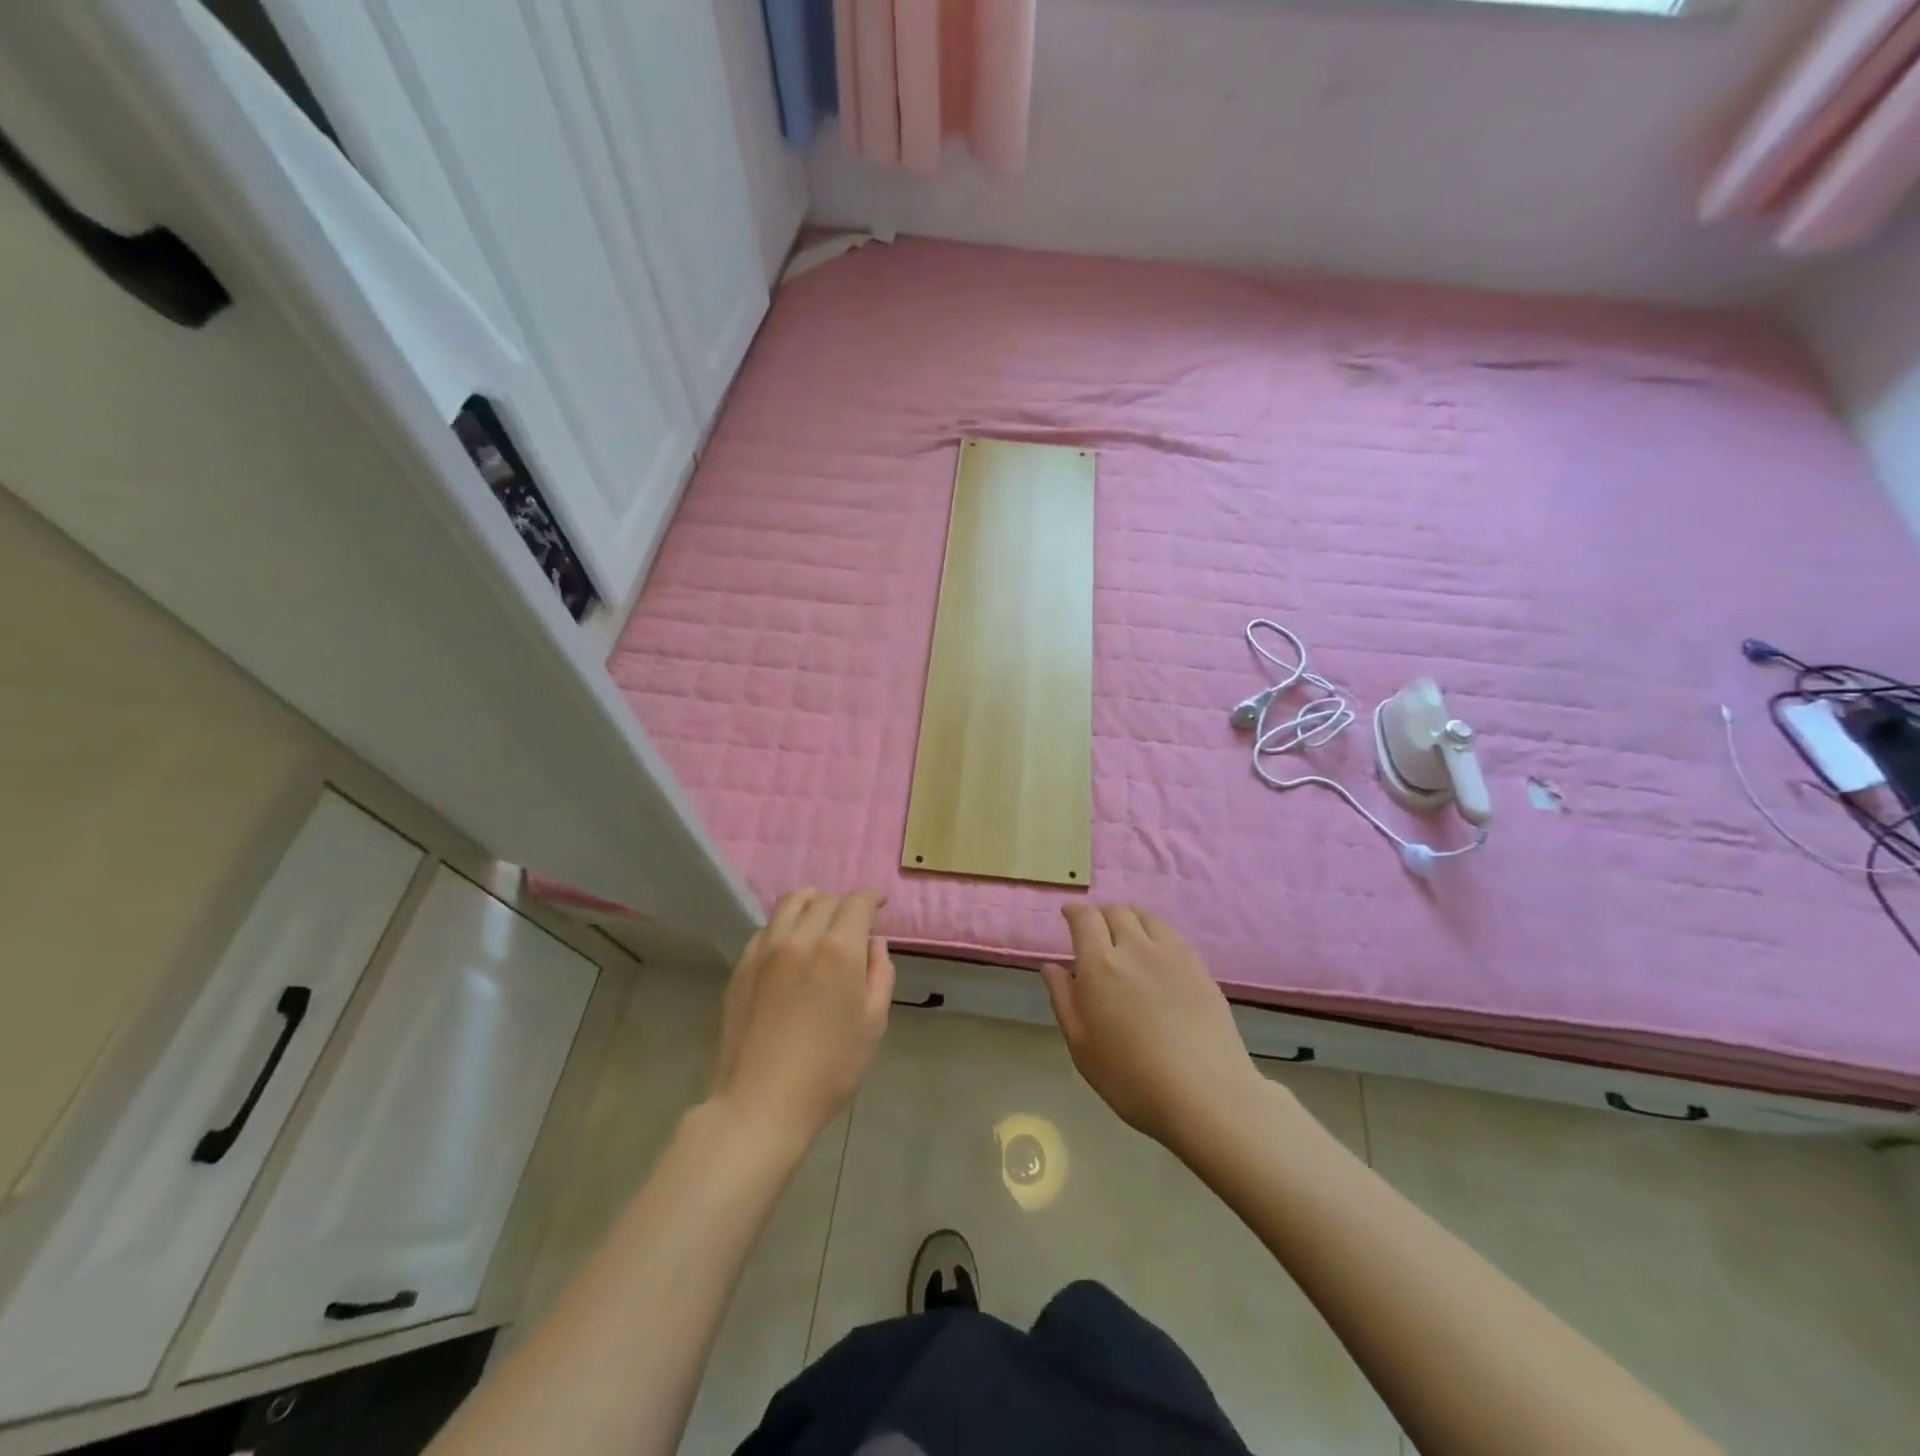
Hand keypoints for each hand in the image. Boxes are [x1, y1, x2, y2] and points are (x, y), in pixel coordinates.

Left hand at [711, 890, 894, 1155]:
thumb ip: (880, 973)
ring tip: (820, 919)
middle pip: (824, 899)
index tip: (879, 905)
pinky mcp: (741, 966)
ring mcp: (765, 950)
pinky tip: (790, 946)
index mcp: (839, 949)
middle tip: (853, 923)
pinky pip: (766, 929)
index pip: (856, 903)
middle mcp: (800, 938)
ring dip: (811, 903)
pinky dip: (784, 925)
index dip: (871, 898)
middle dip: (844, 904)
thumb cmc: (830, 1068)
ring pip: (790, 904)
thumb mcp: (873, 1022)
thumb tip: (873, 943)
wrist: (761, 1102)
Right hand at [1043, 905, 1264, 1156]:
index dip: (1074, 911)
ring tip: (1126, 935)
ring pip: (1146, 917)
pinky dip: (1155, 932)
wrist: (1206, 1095)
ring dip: (1130, 918)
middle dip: (1101, 914)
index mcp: (1100, 964)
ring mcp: (1172, 954)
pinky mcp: (1199, 966)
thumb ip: (1063, 999)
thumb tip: (1051, 966)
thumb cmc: (1131, 1078)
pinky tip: (1156, 953)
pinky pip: (1171, 934)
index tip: (1068, 914)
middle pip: (1116, 911)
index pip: (1085, 919)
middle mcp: (1135, 947)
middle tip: (1095, 930)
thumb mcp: (1081, 1045)